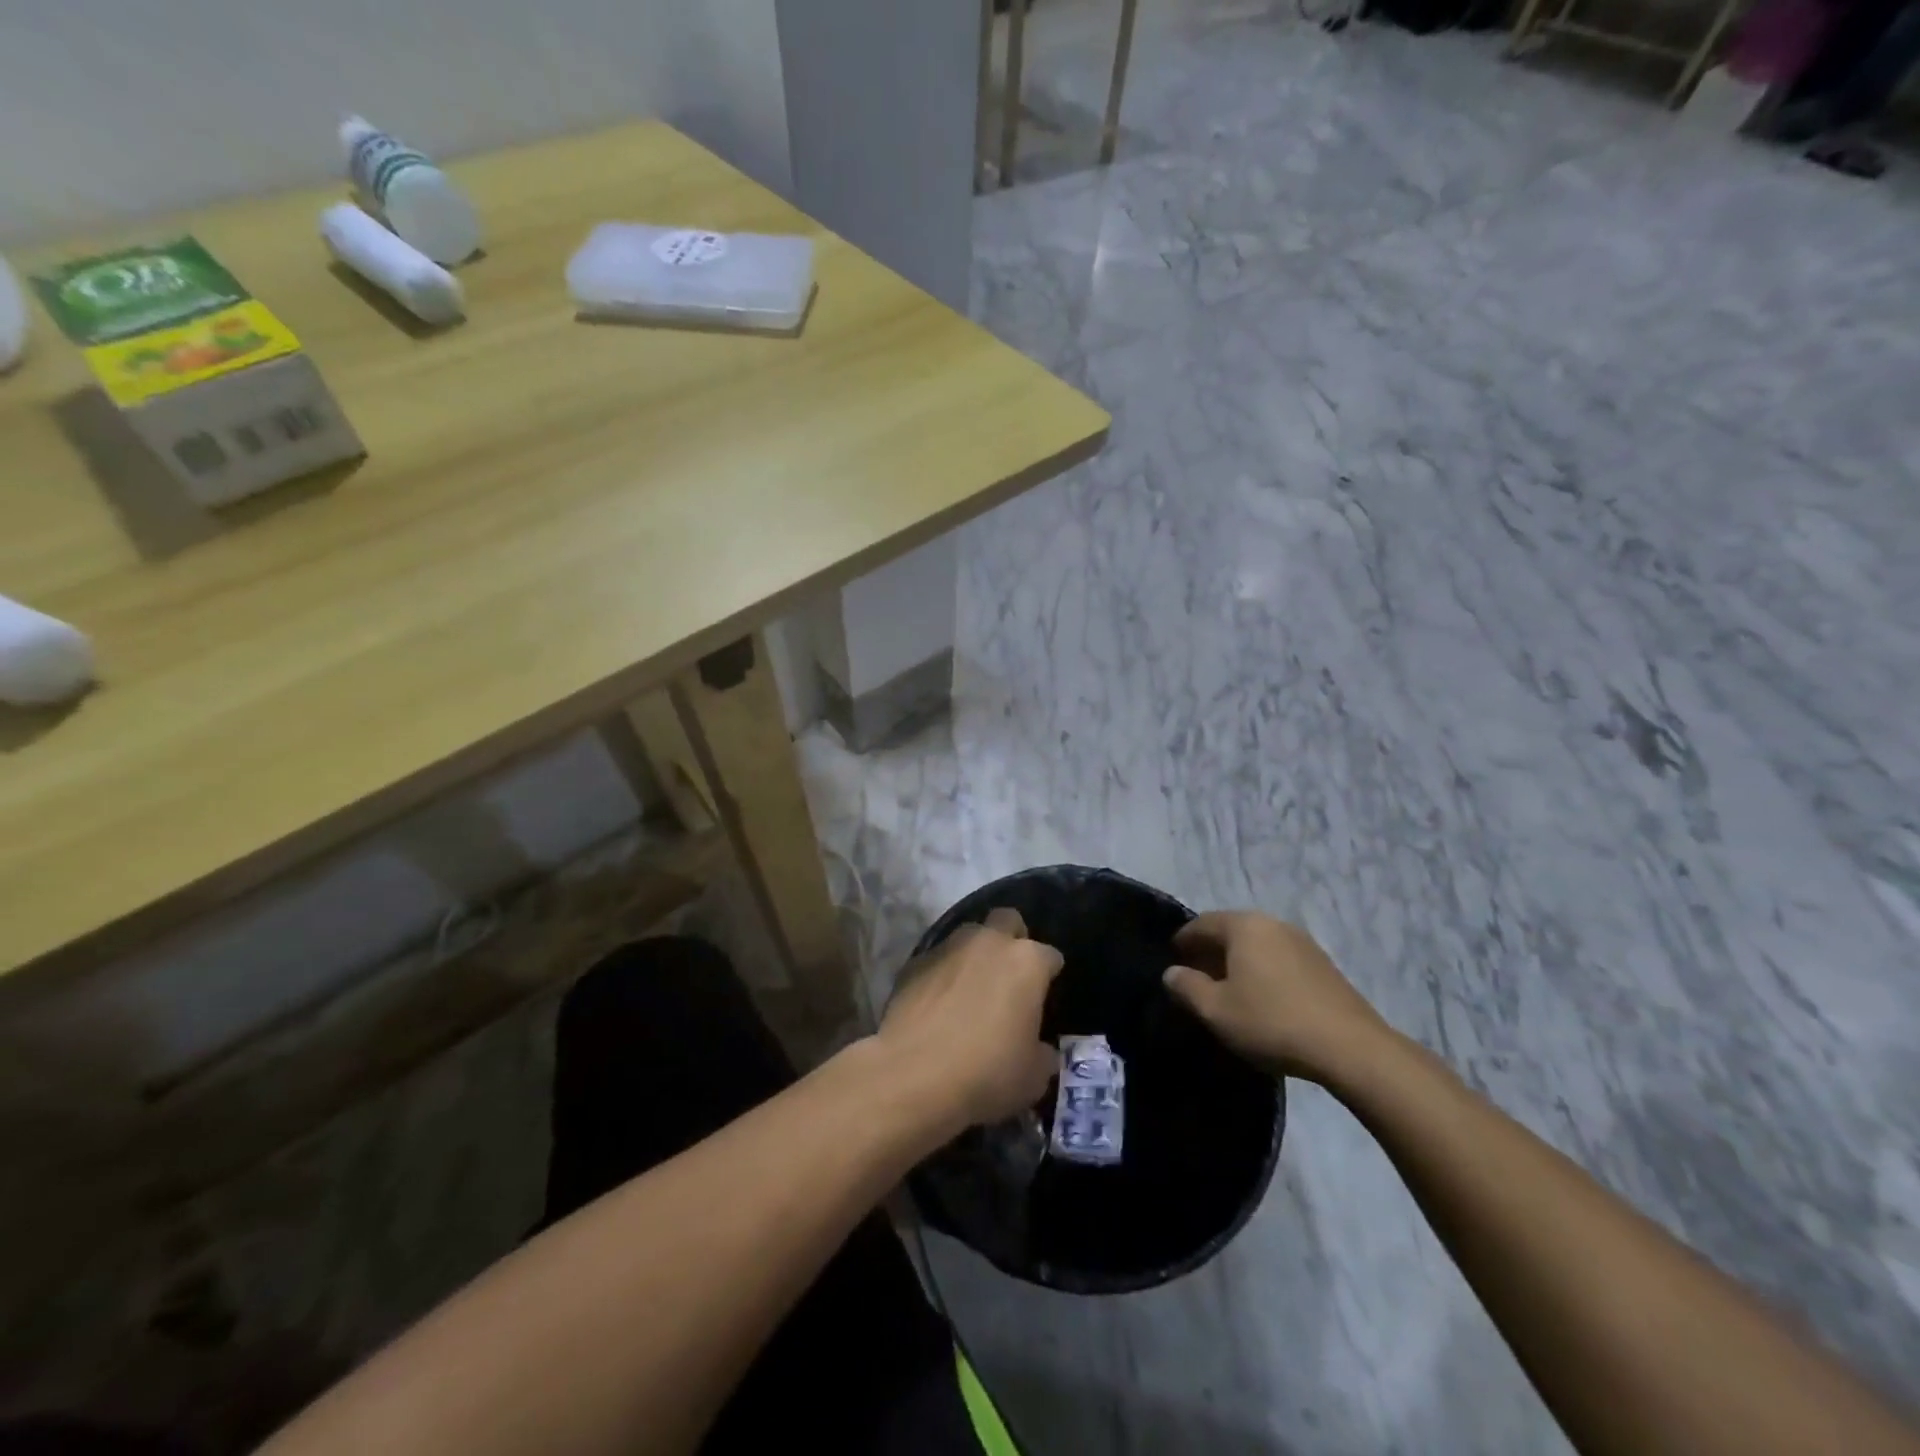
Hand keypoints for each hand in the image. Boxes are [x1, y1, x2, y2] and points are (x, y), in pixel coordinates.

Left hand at [876, 908, 1062, 1133]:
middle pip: (1008, 921)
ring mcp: (948, 947)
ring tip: (971, 989)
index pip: (1050, 956)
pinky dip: (943, 974)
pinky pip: (938, 959)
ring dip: (975, 954)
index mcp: (1027, 962)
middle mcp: (989, 942)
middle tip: (1009, 976)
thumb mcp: (1033, 1077)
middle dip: (1012, 940)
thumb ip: (1042, 1053)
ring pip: (970, 935)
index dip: (1049, 976)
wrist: (913, 1076)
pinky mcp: (914, 962)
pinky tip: (938, 1003)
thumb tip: (1039, 1049)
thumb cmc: (987, 1073)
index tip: (1044, 999)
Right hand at [1163, 911, 1390, 1083]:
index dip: (1183, 942)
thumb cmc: (1272, 1022)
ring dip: (1238, 963)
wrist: (1351, 1048)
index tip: (1173, 963)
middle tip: (1197, 980)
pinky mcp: (1323, 965)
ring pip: (1257, 945)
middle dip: (1210, 952)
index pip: (1201, 924)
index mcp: (1244, 926)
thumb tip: (1172, 972)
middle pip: (1231, 931)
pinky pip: (1279, 959)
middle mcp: (1272, 923)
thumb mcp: (1216, 1011)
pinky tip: (1263, 999)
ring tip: (1229, 992)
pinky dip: (1263, 971)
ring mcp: (1302, 942)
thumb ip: (1187, 987)